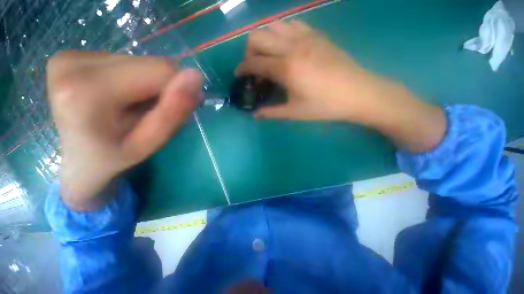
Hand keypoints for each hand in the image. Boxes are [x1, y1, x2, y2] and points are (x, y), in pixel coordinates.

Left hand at [47, 51, 202, 210]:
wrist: (75, 159)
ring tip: (133, 106)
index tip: (172, 111)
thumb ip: (173, 112)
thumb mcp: (149, 143)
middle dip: (162, 87)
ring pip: (140, 60)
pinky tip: (120, 96)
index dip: (177, 90)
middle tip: (150, 112)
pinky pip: (125, 60)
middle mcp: (73, 63)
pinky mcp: (71, 54)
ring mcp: (70, 55)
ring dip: (148, 84)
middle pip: (150, 63)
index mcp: (88, 91)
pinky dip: (133, 79)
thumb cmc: (113, 157)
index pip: (161, 70)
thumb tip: (196, 76)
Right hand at [236, 20, 445, 151]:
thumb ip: (271, 112)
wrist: (358, 93)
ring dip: (265, 39)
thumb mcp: (294, 113)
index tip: (238, 75)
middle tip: (254, 67)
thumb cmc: (324, 106)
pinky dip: (282, 33)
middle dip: (249, 51)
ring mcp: (305, 37)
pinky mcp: (317, 35)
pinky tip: (287, 48)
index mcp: (285, 68)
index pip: (254, 62)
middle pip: (257, 36)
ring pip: (273, 25)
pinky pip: (292, 24)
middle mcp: (292, 47)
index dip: (242, 68)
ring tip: (269, 56)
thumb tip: (255, 115)